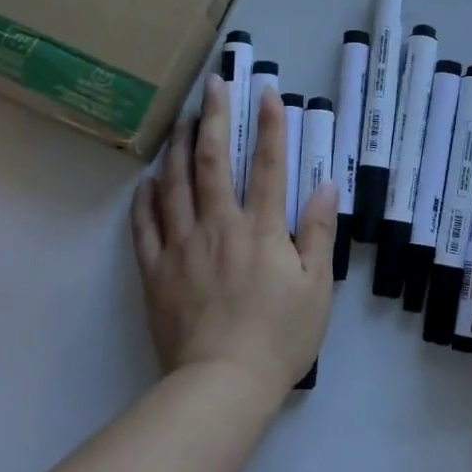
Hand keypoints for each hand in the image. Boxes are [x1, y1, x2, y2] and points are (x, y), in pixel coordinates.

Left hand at [131, 76, 339, 399]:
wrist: (221, 386)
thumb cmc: (279, 338)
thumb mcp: (316, 288)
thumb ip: (318, 233)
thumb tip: (325, 184)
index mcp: (261, 229)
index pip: (268, 164)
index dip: (270, 124)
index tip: (266, 90)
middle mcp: (219, 226)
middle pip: (213, 161)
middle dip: (215, 117)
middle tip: (213, 84)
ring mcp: (181, 246)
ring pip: (174, 184)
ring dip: (178, 146)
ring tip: (181, 118)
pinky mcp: (155, 270)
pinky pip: (145, 225)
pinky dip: (146, 198)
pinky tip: (148, 179)